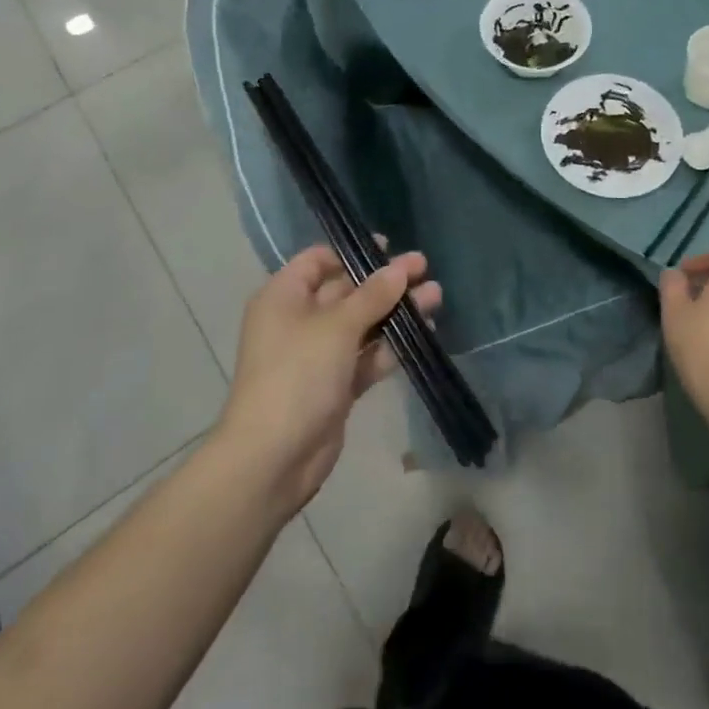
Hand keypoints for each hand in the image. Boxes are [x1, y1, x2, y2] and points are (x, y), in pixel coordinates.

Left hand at [217, 244, 439, 513]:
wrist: (272, 459)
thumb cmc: (296, 376)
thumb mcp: (336, 327)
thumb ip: (372, 296)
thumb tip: (400, 268)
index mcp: (284, 297)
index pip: (318, 261)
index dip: (353, 252)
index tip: (389, 249)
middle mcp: (299, 321)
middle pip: (346, 291)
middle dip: (385, 282)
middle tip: (424, 269)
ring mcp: (318, 355)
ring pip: (362, 324)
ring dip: (396, 311)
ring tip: (435, 297)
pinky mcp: (336, 385)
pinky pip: (367, 356)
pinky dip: (392, 345)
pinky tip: (425, 333)